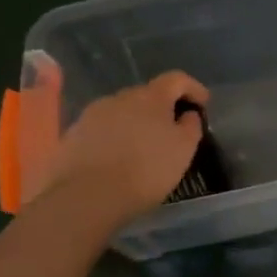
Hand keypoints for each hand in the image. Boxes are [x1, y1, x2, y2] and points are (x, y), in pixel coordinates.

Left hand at [36, 71, 207, 221]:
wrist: (86, 198)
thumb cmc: (146, 170)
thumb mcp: (184, 149)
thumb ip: (191, 125)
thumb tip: (188, 114)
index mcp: (151, 96)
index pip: (176, 79)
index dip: (193, 87)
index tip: (203, 104)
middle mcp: (120, 97)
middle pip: (147, 94)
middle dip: (162, 107)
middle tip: (172, 129)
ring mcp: (92, 114)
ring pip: (121, 111)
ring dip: (136, 122)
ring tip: (142, 146)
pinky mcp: (72, 135)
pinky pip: (101, 129)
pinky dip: (114, 137)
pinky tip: (117, 158)